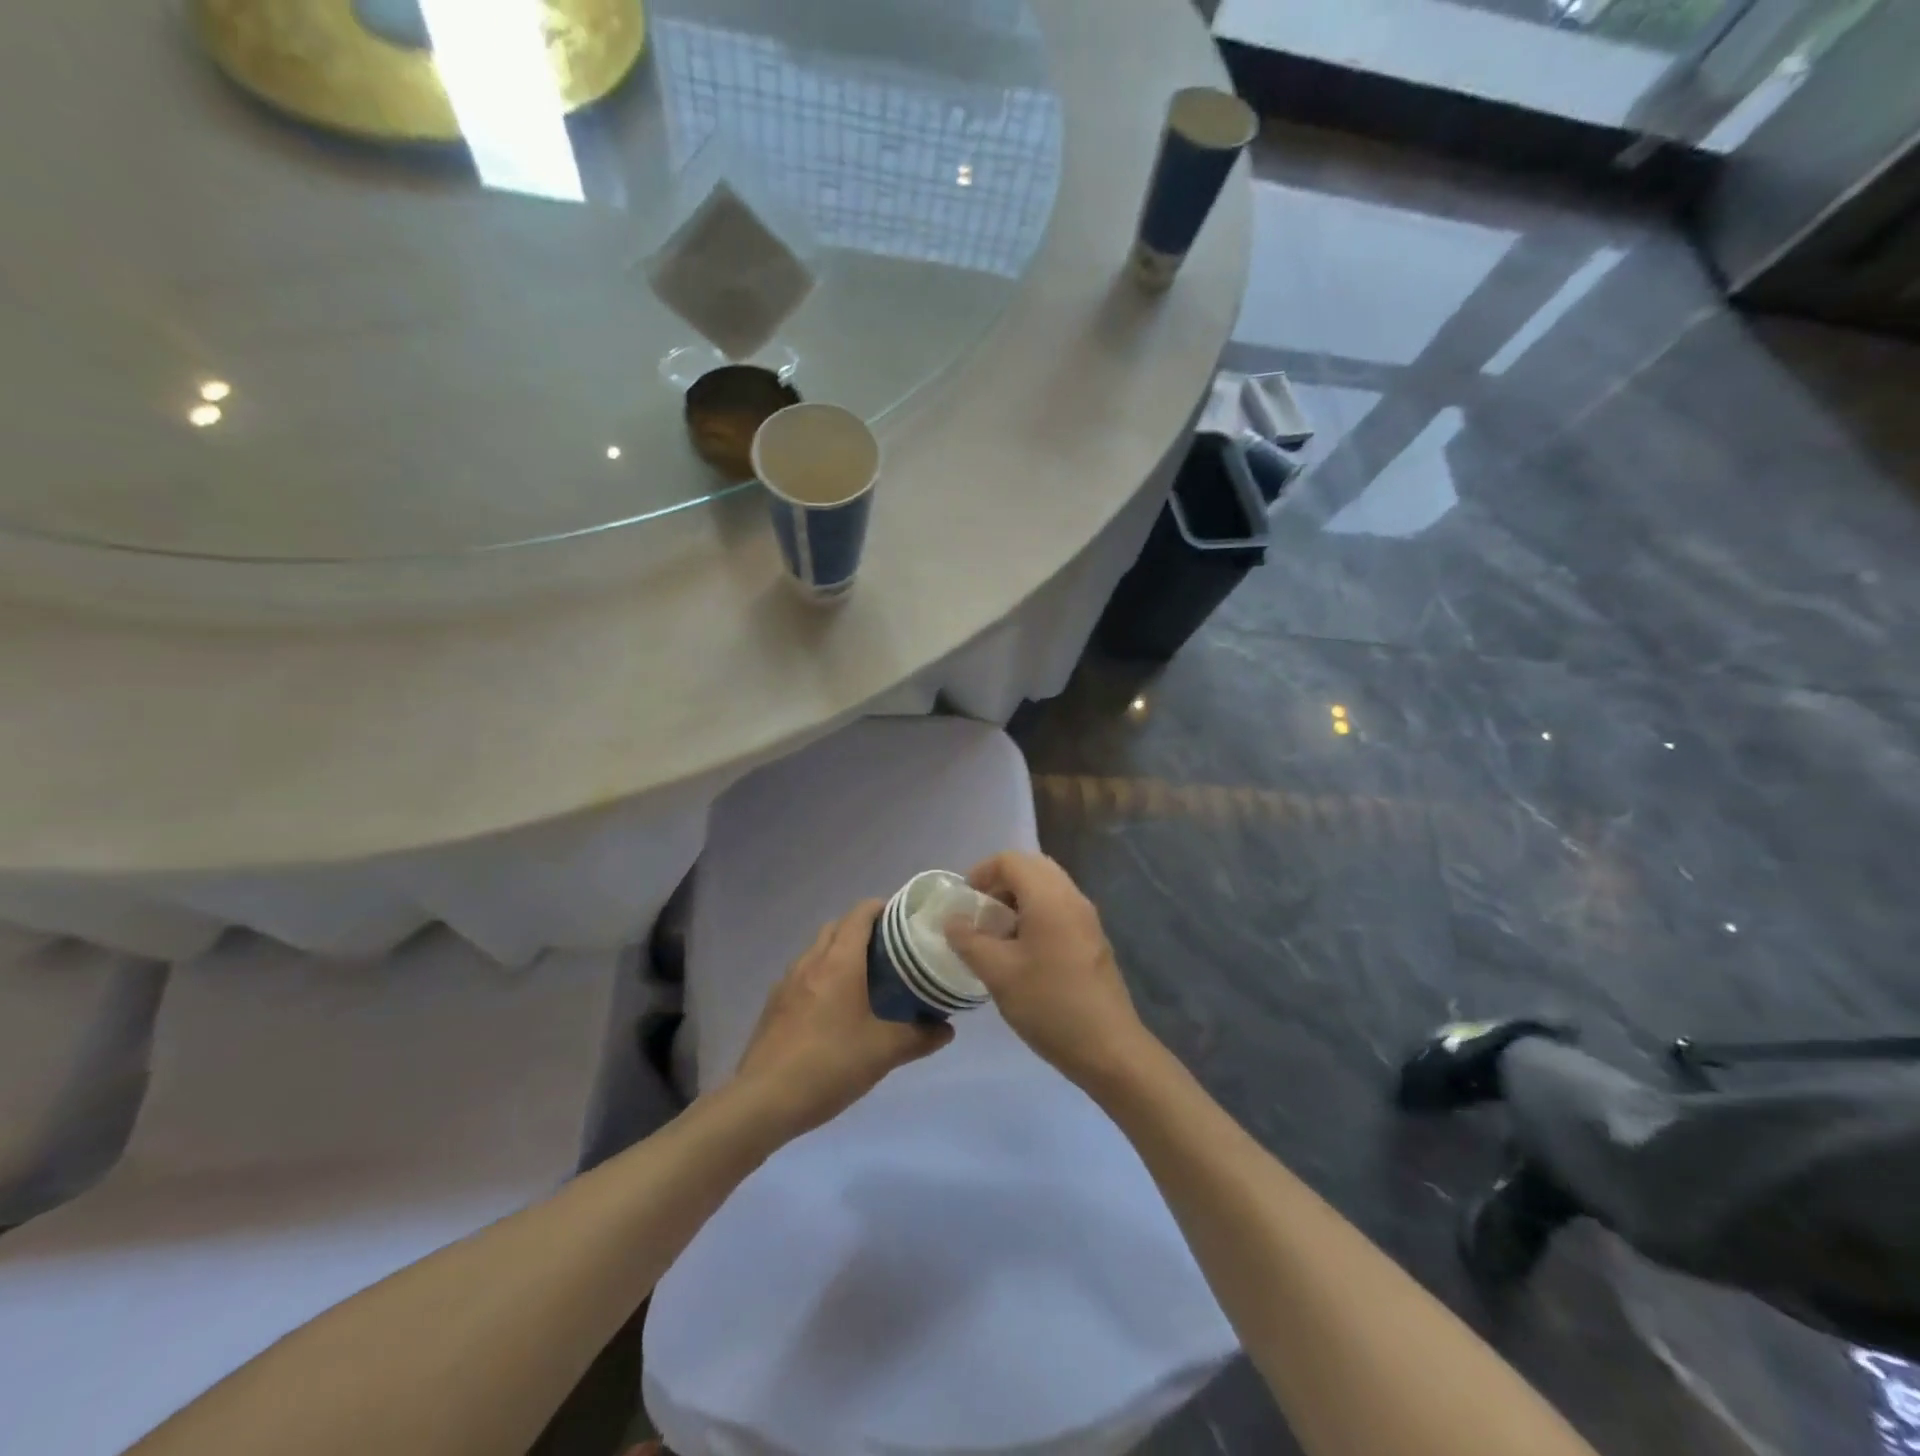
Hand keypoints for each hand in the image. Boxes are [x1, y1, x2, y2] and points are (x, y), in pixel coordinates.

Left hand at [731, 900, 952, 1139]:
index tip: (904, 919)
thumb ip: (919, 1037)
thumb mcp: (883, 1053)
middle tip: (890, 951)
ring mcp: (787, 982)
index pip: (860, 914)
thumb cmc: (829, 1065)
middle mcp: (811, 962)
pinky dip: (821, 975)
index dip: (883, 908)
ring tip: (864, 978)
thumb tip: (947, 1029)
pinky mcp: (774, 1005)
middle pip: (837, 927)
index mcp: (839, 962)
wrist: (763, 1101)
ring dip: (839, 952)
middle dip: (862, 929)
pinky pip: (802, 974)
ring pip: (817, 950)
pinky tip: (833, 1008)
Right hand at [944, 852, 1152, 1088]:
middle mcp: (1072, 897)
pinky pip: (1060, 908)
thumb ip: (969, 940)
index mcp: (1049, 898)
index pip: (1011, 860)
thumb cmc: (1049, 1005)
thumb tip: (953, 920)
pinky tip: (1023, 952)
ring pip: (1048, 888)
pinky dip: (1036, 913)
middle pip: (1033, 868)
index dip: (982, 872)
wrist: (1108, 1048)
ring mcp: (1087, 918)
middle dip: (1001, 882)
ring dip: (1019, 899)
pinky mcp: (1093, 939)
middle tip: (981, 913)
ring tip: (998, 935)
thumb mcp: (998, 973)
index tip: (965, 901)